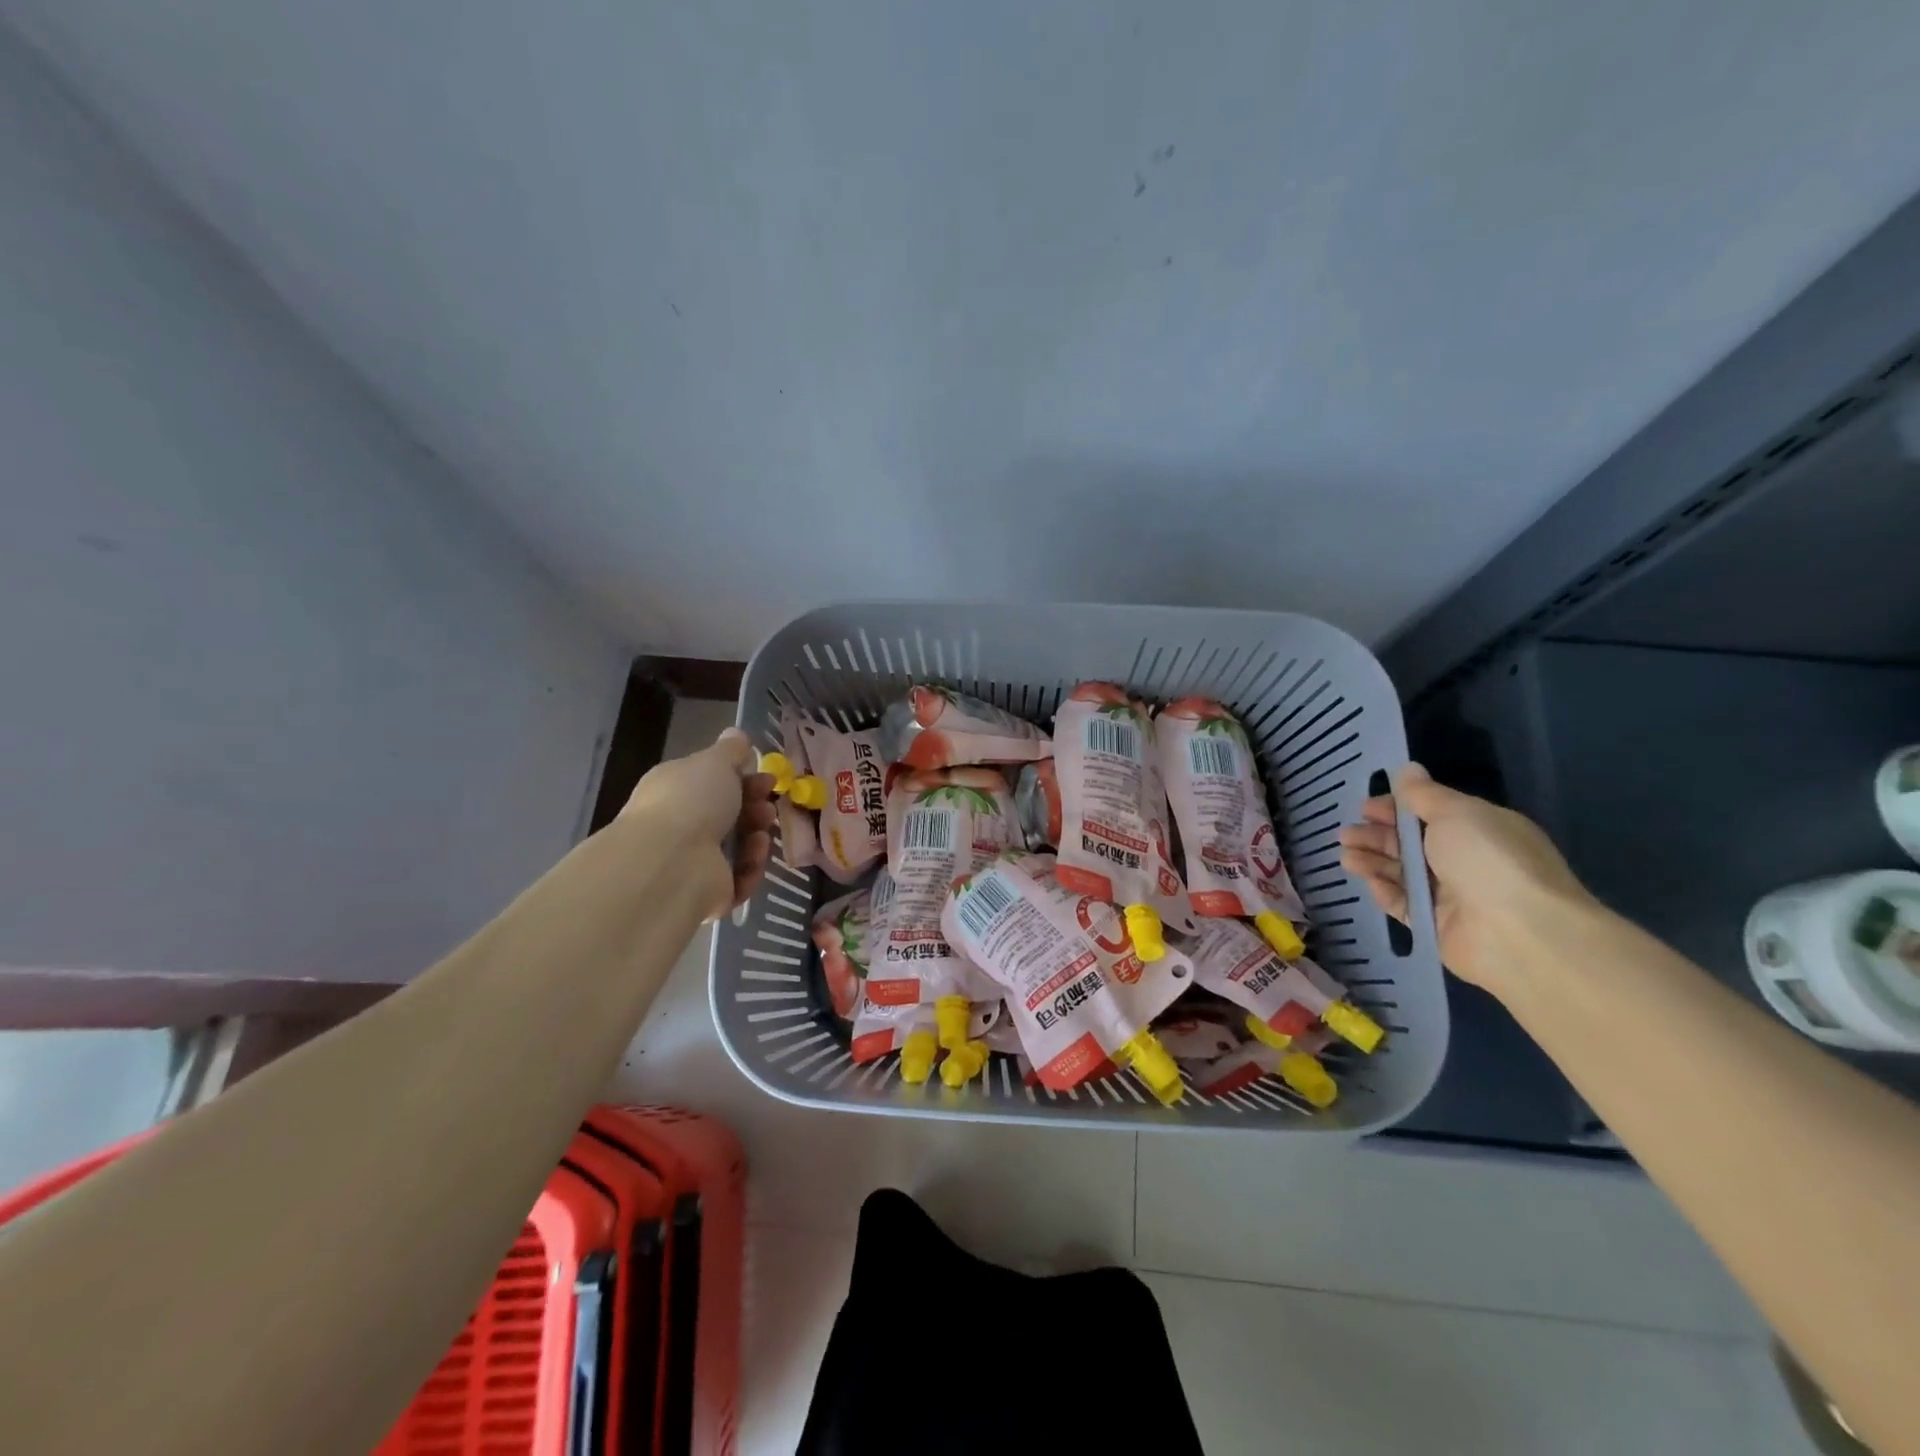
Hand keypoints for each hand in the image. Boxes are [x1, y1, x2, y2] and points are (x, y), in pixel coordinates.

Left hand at [620, 727, 776, 918]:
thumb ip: (730, 750)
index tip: (768, 776)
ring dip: (756, 836)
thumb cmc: (692, 800)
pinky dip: (752, 867)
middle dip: (754, 807)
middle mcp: (679, 826)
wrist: (671, 862)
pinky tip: (755, 855)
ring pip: (737, 847)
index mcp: (675, 790)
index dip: (744, 778)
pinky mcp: (707, 893)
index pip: (712, 783)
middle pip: (728, 815)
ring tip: (762, 834)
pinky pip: (740, 879)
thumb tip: (736, 734)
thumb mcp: (715, 762)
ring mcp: (691, 862)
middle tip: (768, 805)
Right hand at [1336, 764, 1592, 997]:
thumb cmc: (1489, 859)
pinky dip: (1385, 891)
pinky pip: (1404, 904)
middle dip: (1377, 836)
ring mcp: (1452, 895)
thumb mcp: (1456, 813)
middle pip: (1412, 844)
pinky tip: (1366, 881)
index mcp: (1479, 829)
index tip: (1364, 807)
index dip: (1395, 809)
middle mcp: (1466, 860)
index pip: (1430, 814)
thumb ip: (1424, 794)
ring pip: (1403, 873)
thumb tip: (1407, 770)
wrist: (1520, 933)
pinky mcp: (1437, 925)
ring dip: (1373, 861)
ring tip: (1345, 856)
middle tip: (1345, 834)